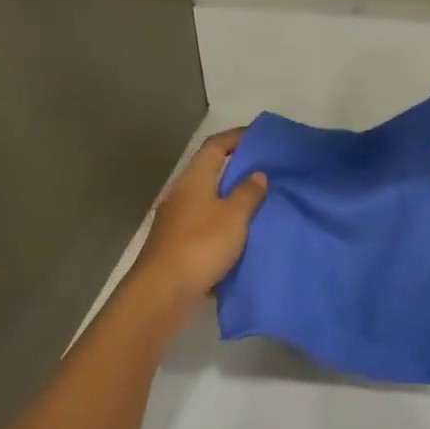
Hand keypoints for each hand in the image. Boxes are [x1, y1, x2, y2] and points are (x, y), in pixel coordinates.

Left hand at [133, 129, 267, 305]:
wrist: (163, 291)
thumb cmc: (201, 245)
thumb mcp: (234, 217)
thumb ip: (248, 193)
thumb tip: (257, 173)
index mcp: (194, 180)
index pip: (215, 146)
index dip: (236, 137)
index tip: (259, 137)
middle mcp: (181, 194)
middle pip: (209, 172)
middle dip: (236, 168)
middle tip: (266, 170)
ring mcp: (176, 220)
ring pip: (208, 200)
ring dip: (231, 198)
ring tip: (259, 202)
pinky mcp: (177, 244)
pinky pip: (205, 223)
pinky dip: (224, 223)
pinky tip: (241, 234)